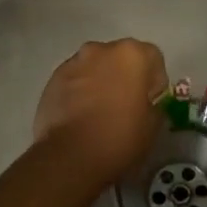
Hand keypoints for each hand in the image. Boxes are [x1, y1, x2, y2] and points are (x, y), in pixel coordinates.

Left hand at [32, 39, 168, 190]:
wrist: (71, 157)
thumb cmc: (120, 138)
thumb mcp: (153, 126)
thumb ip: (154, 104)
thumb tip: (146, 103)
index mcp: (132, 54)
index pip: (152, 58)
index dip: (154, 82)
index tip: (149, 103)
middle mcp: (102, 49)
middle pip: (120, 58)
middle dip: (124, 77)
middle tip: (124, 107)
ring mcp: (74, 62)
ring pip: (95, 67)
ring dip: (99, 82)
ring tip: (97, 113)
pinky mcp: (53, 79)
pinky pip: (74, 80)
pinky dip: (79, 92)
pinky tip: (78, 117)